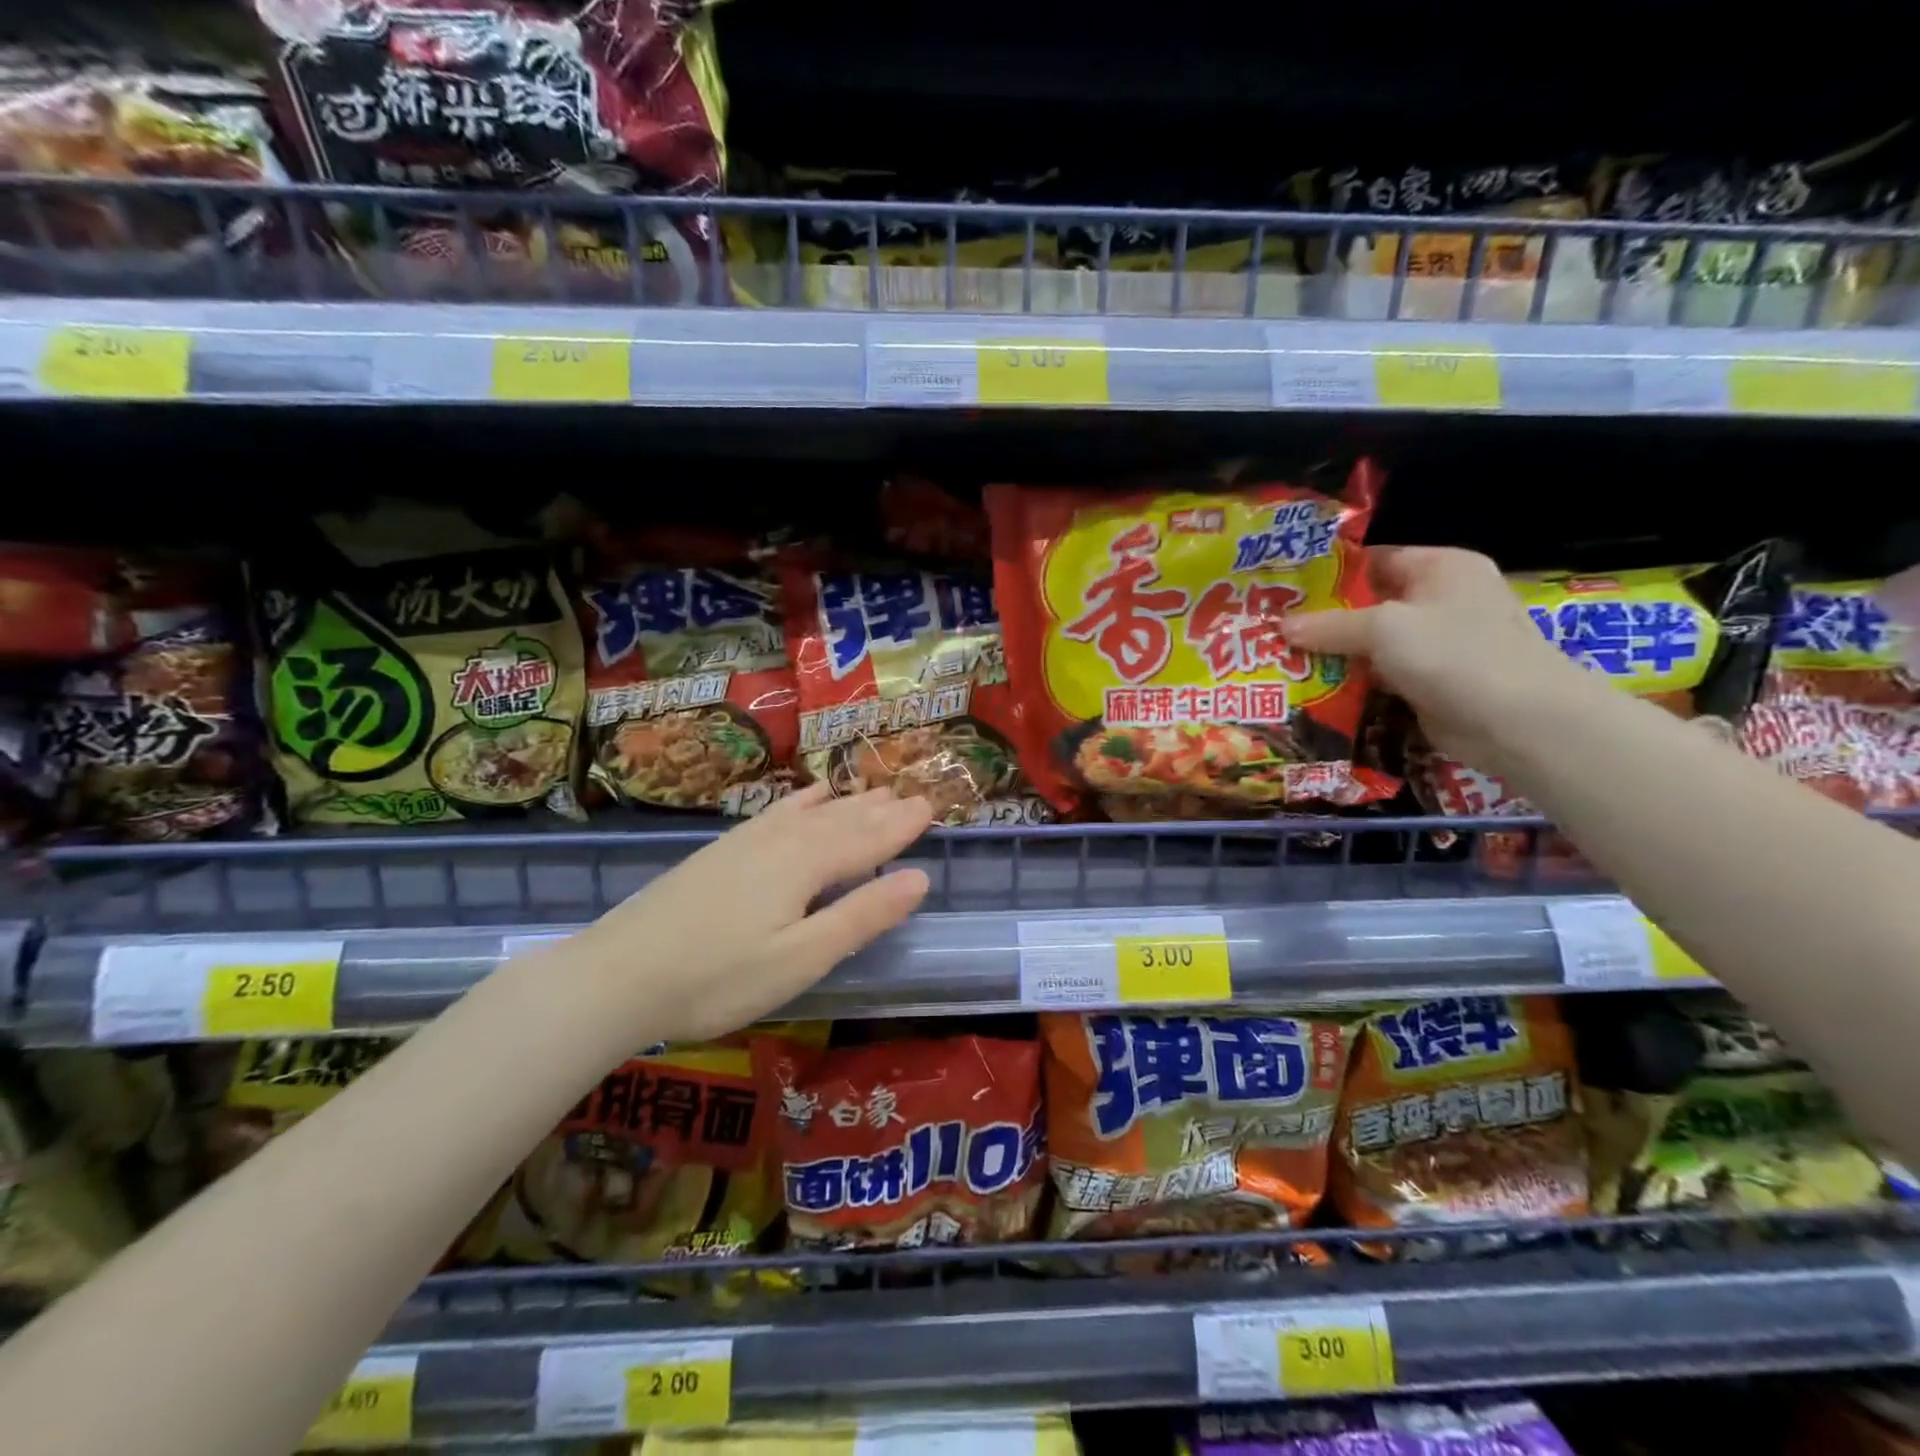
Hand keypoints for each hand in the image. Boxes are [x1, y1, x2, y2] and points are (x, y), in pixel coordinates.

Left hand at [567, 784, 933, 1043]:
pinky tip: (807, 797)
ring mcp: (746, 841)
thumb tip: (920, 878)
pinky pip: (776, 811)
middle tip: (913, 794)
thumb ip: (862, 915)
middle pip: (841, 819)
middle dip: (880, 809)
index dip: (900, 826)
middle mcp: (781, 840)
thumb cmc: (719, 978)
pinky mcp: (722, 850)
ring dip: (847, 802)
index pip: (867, 839)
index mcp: (806, 864)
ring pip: (811, 812)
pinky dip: (802, 800)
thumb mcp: (801, 958)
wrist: (617, 975)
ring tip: (874, 789)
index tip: (932, 806)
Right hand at [1283, 546, 1591, 771]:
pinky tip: (1313, 690)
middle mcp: (1442, 600)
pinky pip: (1381, 676)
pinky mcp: (1432, 683)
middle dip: (1323, 619)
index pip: (1373, 560)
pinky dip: (1353, 683)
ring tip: (1282, 660)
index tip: (1282, 591)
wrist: (1519, 723)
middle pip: (1369, 604)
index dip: (1328, 574)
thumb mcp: (1384, 629)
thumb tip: (1280, 627)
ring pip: (1372, 644)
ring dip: (1334, 655)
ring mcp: (1439, 644)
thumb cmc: (1455, 655)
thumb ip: (1329, 626)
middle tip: (1272, 630)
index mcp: (1441, 567)